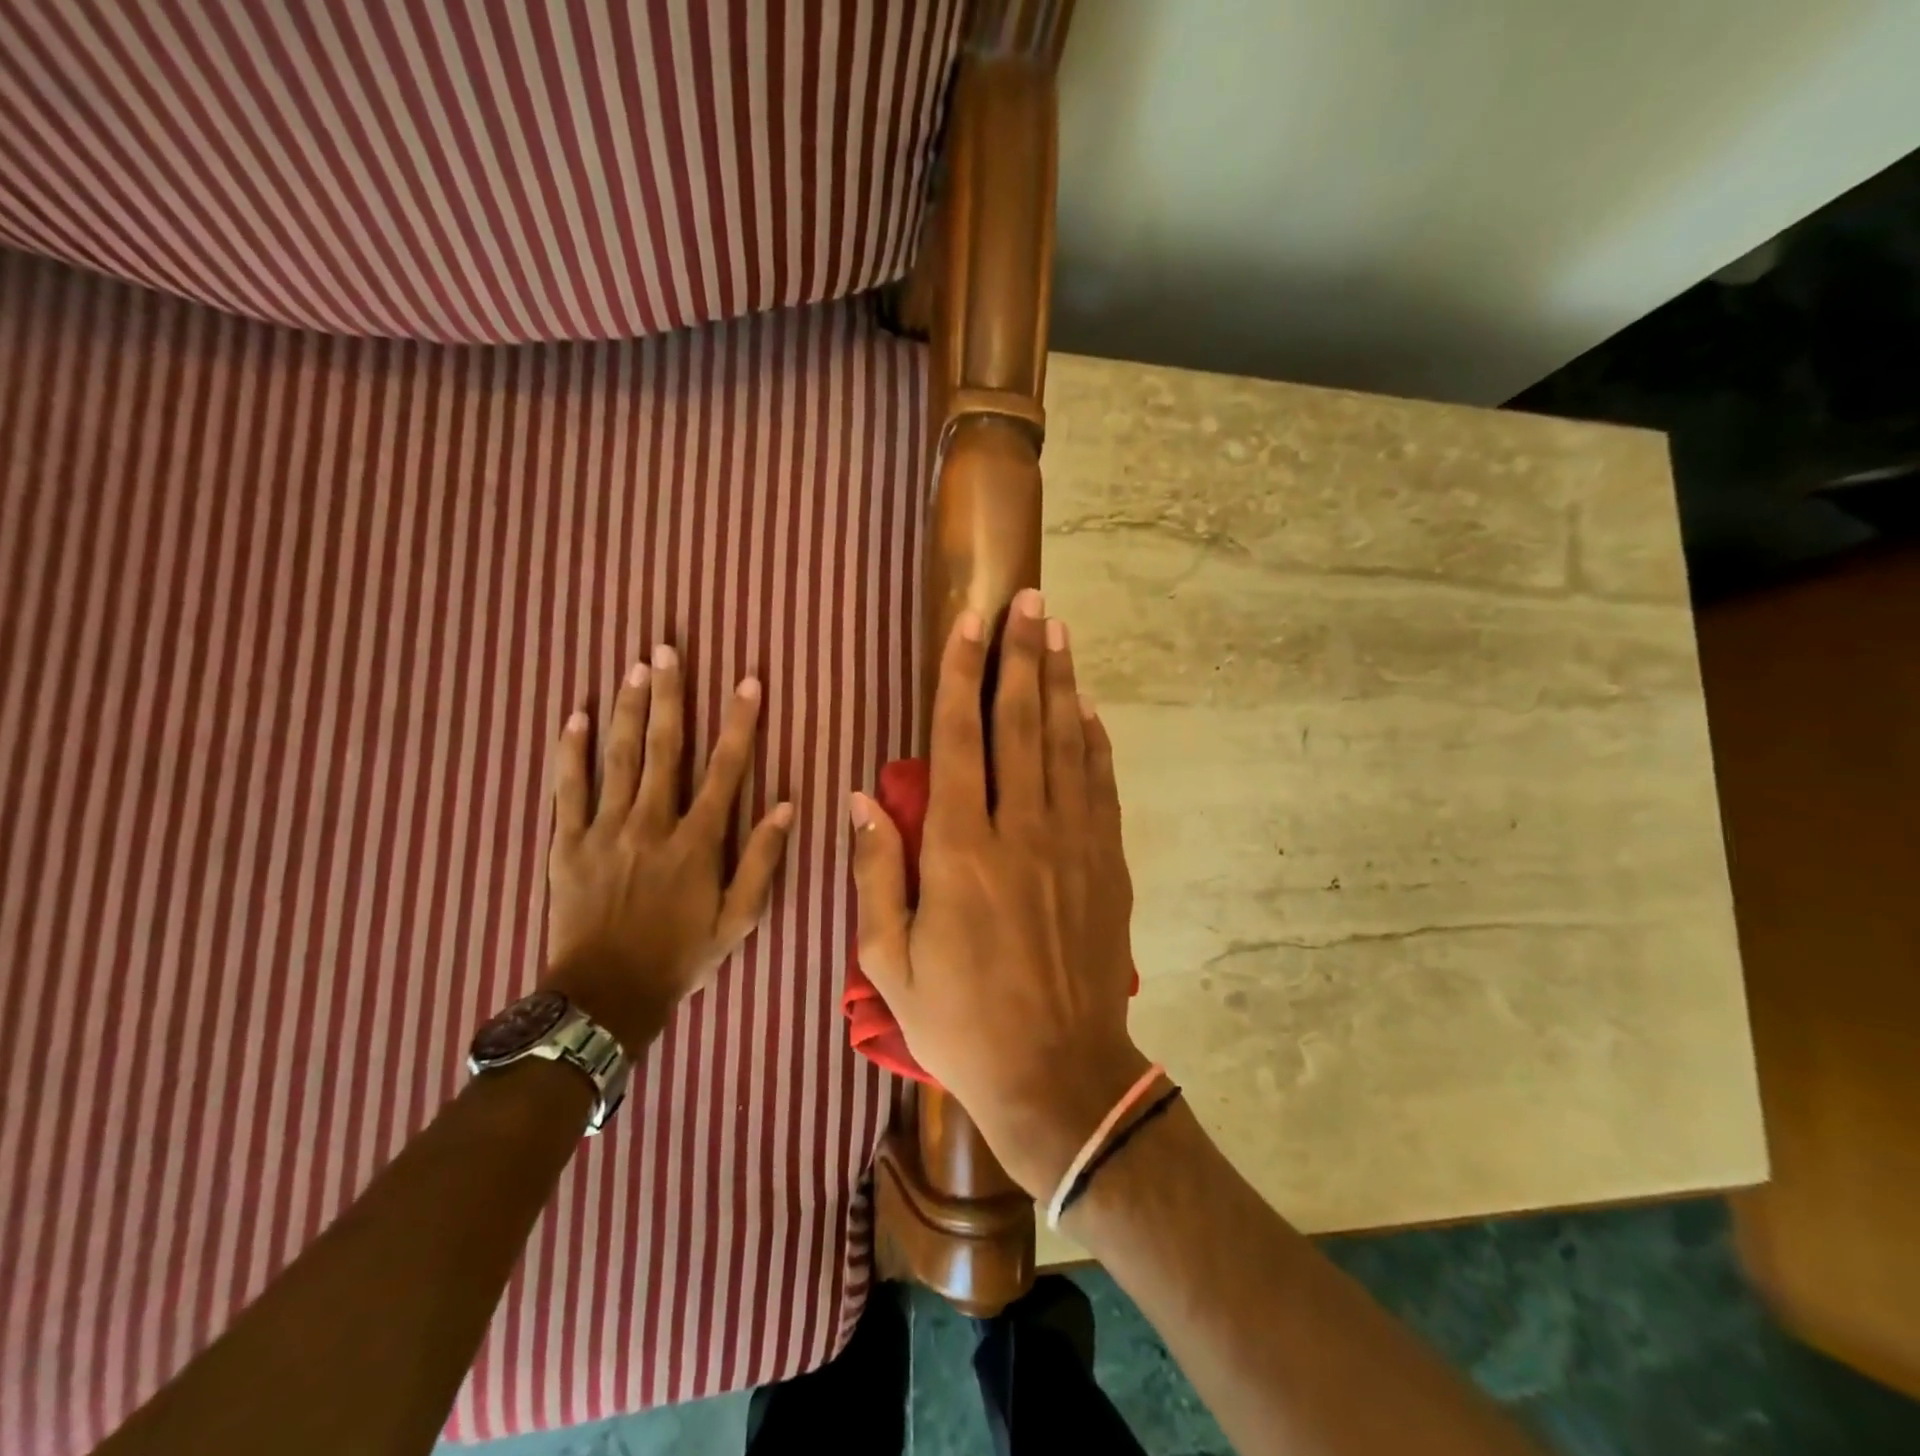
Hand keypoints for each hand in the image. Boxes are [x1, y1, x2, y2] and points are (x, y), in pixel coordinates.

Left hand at [543, 644, 792, 1051]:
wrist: (604, 998)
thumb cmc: (680, 957)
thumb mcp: (738, 920)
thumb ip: (761, 861)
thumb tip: (787, 806)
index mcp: (697, 842)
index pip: (725, 769)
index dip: (739, 723)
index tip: (748, 683)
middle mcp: (652, 823)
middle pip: (663, 748)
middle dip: (669, 695)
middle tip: (667, 649)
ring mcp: (605, 830)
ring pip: (618, 758)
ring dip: (628, 709)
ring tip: (634, 667)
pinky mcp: (567, 843)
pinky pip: (568, 789)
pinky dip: (571, 751)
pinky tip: (577, 716)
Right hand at [851, 589, 1147, 1197]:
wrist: (1058, 1075)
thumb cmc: (960, 1023)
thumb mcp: (889, 961)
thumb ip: (875, 871)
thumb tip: (858, 799)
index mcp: (959, 850)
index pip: (960, 739)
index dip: (963, 674)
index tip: (971, 622)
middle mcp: (1021, 830)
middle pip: (1021, 723)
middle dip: (1022, 656)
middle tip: (1030, 601)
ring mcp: (1072, 844)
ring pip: (1066, 743)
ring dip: (1061, 683)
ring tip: (1060, 632)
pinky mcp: (1106, 865)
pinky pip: (1101, 786)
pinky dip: (1094, 742)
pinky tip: (1088, 711)